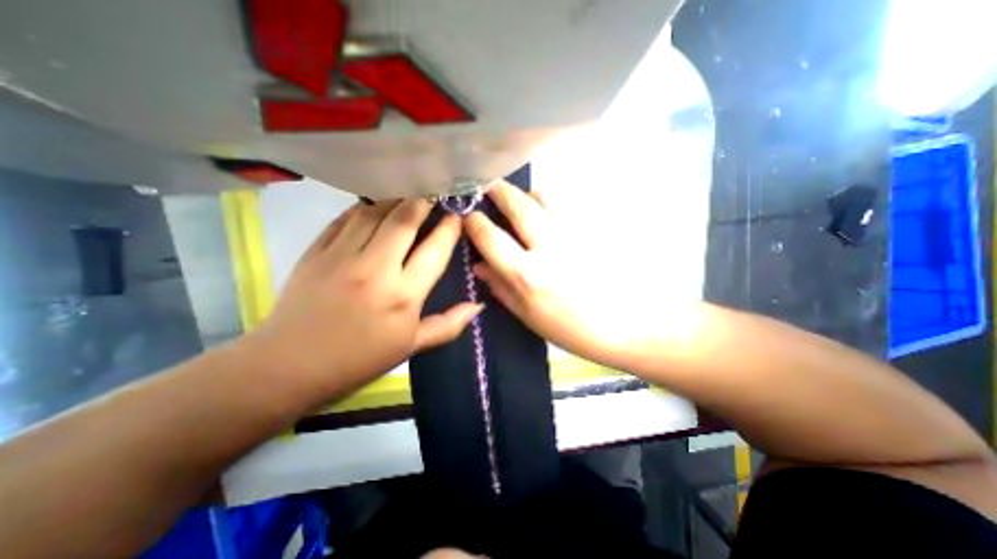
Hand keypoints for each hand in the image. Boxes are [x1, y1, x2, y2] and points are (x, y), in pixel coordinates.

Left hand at [249, 198, 482, 398]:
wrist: (290, 366)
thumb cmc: (359, 359)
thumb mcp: (411, 346)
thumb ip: (449, 325)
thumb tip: (478, 306)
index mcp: (403, 296)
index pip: (435, 250)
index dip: (450, 227)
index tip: (458, 214)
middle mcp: (376, 269)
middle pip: (405, 219)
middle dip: (424, 199)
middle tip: (435, 189)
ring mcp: (342, 256)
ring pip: (374, 211)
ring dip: (395, 199)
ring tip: (408, 194)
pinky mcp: (316, 251)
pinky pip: (345, 218)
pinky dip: (364, 207)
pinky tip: (374, 207)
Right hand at [464, 182, 664, 367]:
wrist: (627, 326)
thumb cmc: (572, 329)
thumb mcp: (529, 316)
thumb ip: (500, 288)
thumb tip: (478, 265)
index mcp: (528, 274)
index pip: (490, 236)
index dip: (474, 222)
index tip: (468, 216)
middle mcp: (548, 246)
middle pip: (518, 204)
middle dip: (498, 191)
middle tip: (489, 186)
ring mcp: (574, 234)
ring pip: (545, 196)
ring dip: (526, 194)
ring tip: (521, 200)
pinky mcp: (593, 230)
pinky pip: (566, 205)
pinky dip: (550, 202)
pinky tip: (548, 213)